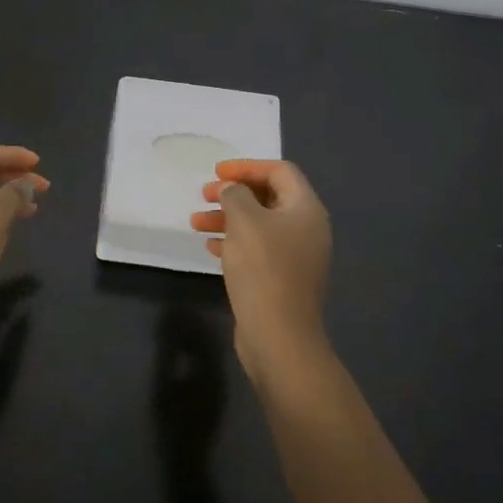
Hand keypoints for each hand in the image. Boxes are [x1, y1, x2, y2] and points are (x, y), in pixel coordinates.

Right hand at [190, 159, 332, 380]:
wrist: (279, 336)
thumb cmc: (263, 269)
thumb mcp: (244, 221)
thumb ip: (235, 195)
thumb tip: (232, 191)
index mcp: (306, 209)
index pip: (279, 171)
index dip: (247, 167)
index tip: (217, 172)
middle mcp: (307, 228)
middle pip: (269, 197)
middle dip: (234, 193)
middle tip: (204, 194)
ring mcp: (297, 256)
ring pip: (260, 224)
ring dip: (228, 218)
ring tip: (196, 222)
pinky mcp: (284, 279)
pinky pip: (258, 249)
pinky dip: (235, 242)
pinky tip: (210, 247)